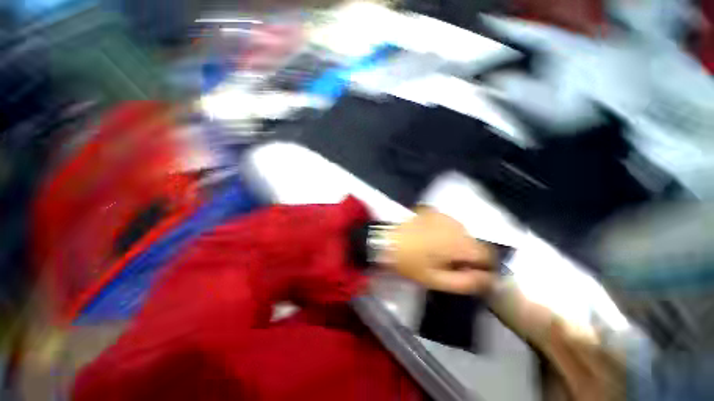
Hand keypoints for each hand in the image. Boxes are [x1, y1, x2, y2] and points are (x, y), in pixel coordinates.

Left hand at [383, 207, 496, 293]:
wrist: (385, 241)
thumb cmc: (410, 263)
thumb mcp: (436, 281)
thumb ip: (467, 282)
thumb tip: (488, 279)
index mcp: (459, 243)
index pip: (488, 254)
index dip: (484, 266)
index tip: (469, 273)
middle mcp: (456, 225)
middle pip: (474, 242)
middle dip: (467, 255)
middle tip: (448, 265)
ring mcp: (443, 215)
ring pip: (461, 232)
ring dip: (456, 242)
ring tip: (437, 252)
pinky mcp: (432, 211)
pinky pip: (447, 224)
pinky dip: (445, 232)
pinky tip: (430, 238)